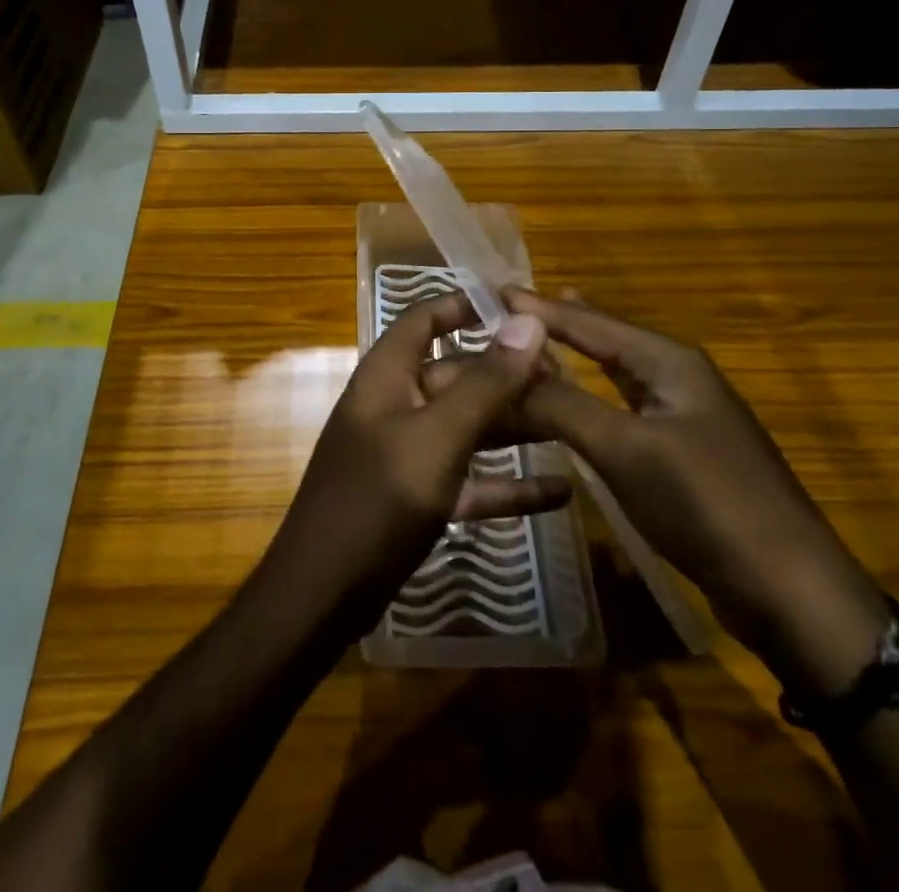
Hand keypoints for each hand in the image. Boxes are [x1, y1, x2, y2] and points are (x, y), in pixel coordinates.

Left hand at [255, 294, 570, 637]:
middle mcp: (397, 404)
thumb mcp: (438, 437)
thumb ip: (486, 382)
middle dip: (509, 375)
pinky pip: (469, 478)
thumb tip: (528, 322)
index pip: (426, 319)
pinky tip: (559, 493)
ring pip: (468, 426)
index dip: (467, 304)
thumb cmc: (377, 500)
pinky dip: (507, 483)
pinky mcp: (418, 497)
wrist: (323, 595)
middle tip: (570, 377)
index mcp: (388, 375)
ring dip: (515, 427)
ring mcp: (406, 452)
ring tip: (574, 425)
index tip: (520, 304)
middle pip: (458, 374)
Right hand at [508, 289, 889, 696]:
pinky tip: (581, 401)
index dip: (539, 307)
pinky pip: (624, 408)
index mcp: (668, 361)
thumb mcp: (624, 449)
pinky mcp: (684, 453)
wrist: (792, 591)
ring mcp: (686, 415)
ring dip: (577, 355)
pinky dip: (592, 395)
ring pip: (617, 372)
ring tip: (542, 335)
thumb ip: (560, 404)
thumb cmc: (705, 504)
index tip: (491, 291)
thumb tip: (501, 365)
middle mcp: (679, 376)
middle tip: (510, 308)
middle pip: (606, 338)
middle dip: (559, 323)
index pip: (589, 322)